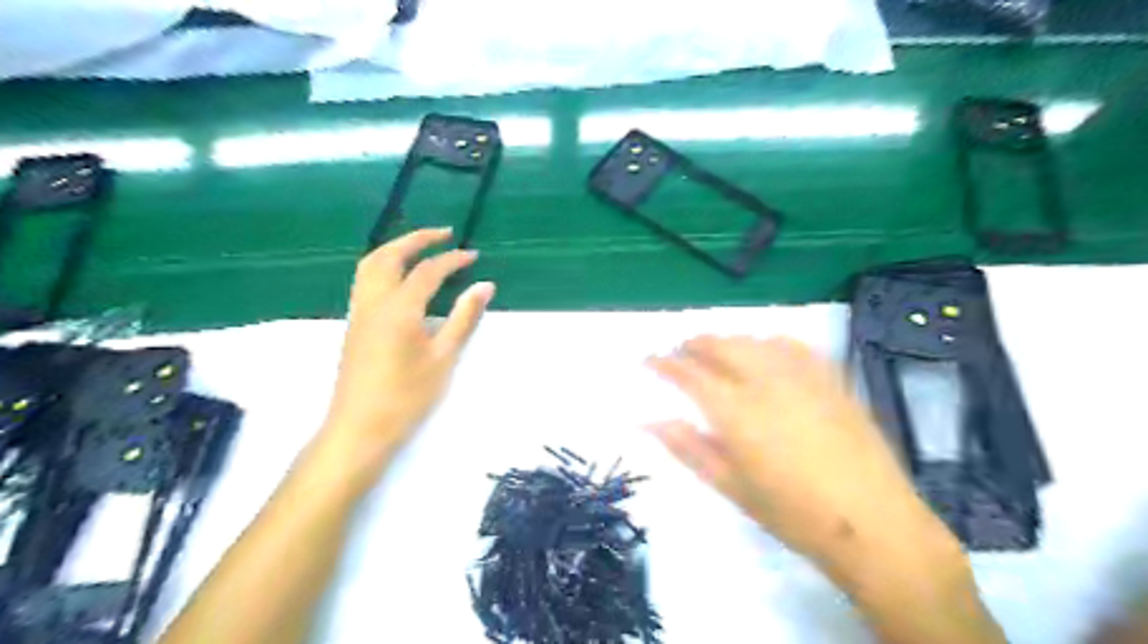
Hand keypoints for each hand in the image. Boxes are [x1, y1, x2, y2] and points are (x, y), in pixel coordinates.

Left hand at [316, 226, 492, 471]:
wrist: (360, 428)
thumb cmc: (407, 396)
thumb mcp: (444, 357)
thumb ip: (464, 318)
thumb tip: (485, 285)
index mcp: (399, 308)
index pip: (428, 271)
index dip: (452, 259)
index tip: (473, 255)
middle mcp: (374, 301)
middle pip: (389, 255)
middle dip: (416, 239)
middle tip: (443, 234)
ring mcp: (359, 312)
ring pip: (370, 265)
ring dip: (396, 249)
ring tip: (420, 248)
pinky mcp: (354, 325)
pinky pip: (366, 280)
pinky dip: (384, 266)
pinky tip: (401, 279)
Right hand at [645, 337, 950, 568]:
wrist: (873, 523)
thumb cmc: (792, 513)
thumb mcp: (731, 486)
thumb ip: (687, 447)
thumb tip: (647, 421)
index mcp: (736, 411)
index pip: (689, 373)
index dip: (664, 363)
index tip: (649, 360)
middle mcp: (765, 381)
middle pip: (720, 345)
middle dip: (693, 344)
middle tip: (680, 354)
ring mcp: (802, 375)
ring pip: (753, 340)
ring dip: (727, 341)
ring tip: (717, 353)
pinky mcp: (831, 377)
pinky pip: (793, 344)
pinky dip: (768, 342)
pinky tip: (765, 353)